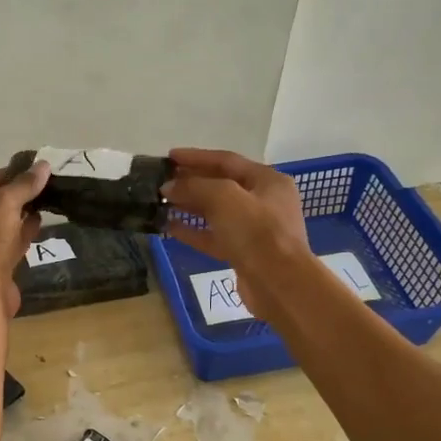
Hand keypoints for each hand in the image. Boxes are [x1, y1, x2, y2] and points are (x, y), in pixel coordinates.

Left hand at [0, 162, 48, 315]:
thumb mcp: (3, 205)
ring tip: (38, 203)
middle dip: (7, 198)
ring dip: (15, 217)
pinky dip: (19, 236)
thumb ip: (22, 185)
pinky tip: (37, 224)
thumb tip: (44, 165)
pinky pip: (4, 250)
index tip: (19, 171)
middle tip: (31, 187)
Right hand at [163, 148, 309, 319]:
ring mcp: (254, 229)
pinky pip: (214, 236)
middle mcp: (263, 201)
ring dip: (189, 206)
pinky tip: (169, 227)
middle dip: (191, 182)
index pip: (226, 160)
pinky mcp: (243, 253)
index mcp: (267, 181)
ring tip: (161, 201)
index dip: (196, 157)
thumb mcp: (224, 197)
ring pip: (216, 212)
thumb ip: (194, 186)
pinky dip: (193, 230)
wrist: (279, 284)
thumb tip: (168, 186)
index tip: (169, 157)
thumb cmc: (256, 232)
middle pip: (221, 185)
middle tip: (162, 179)